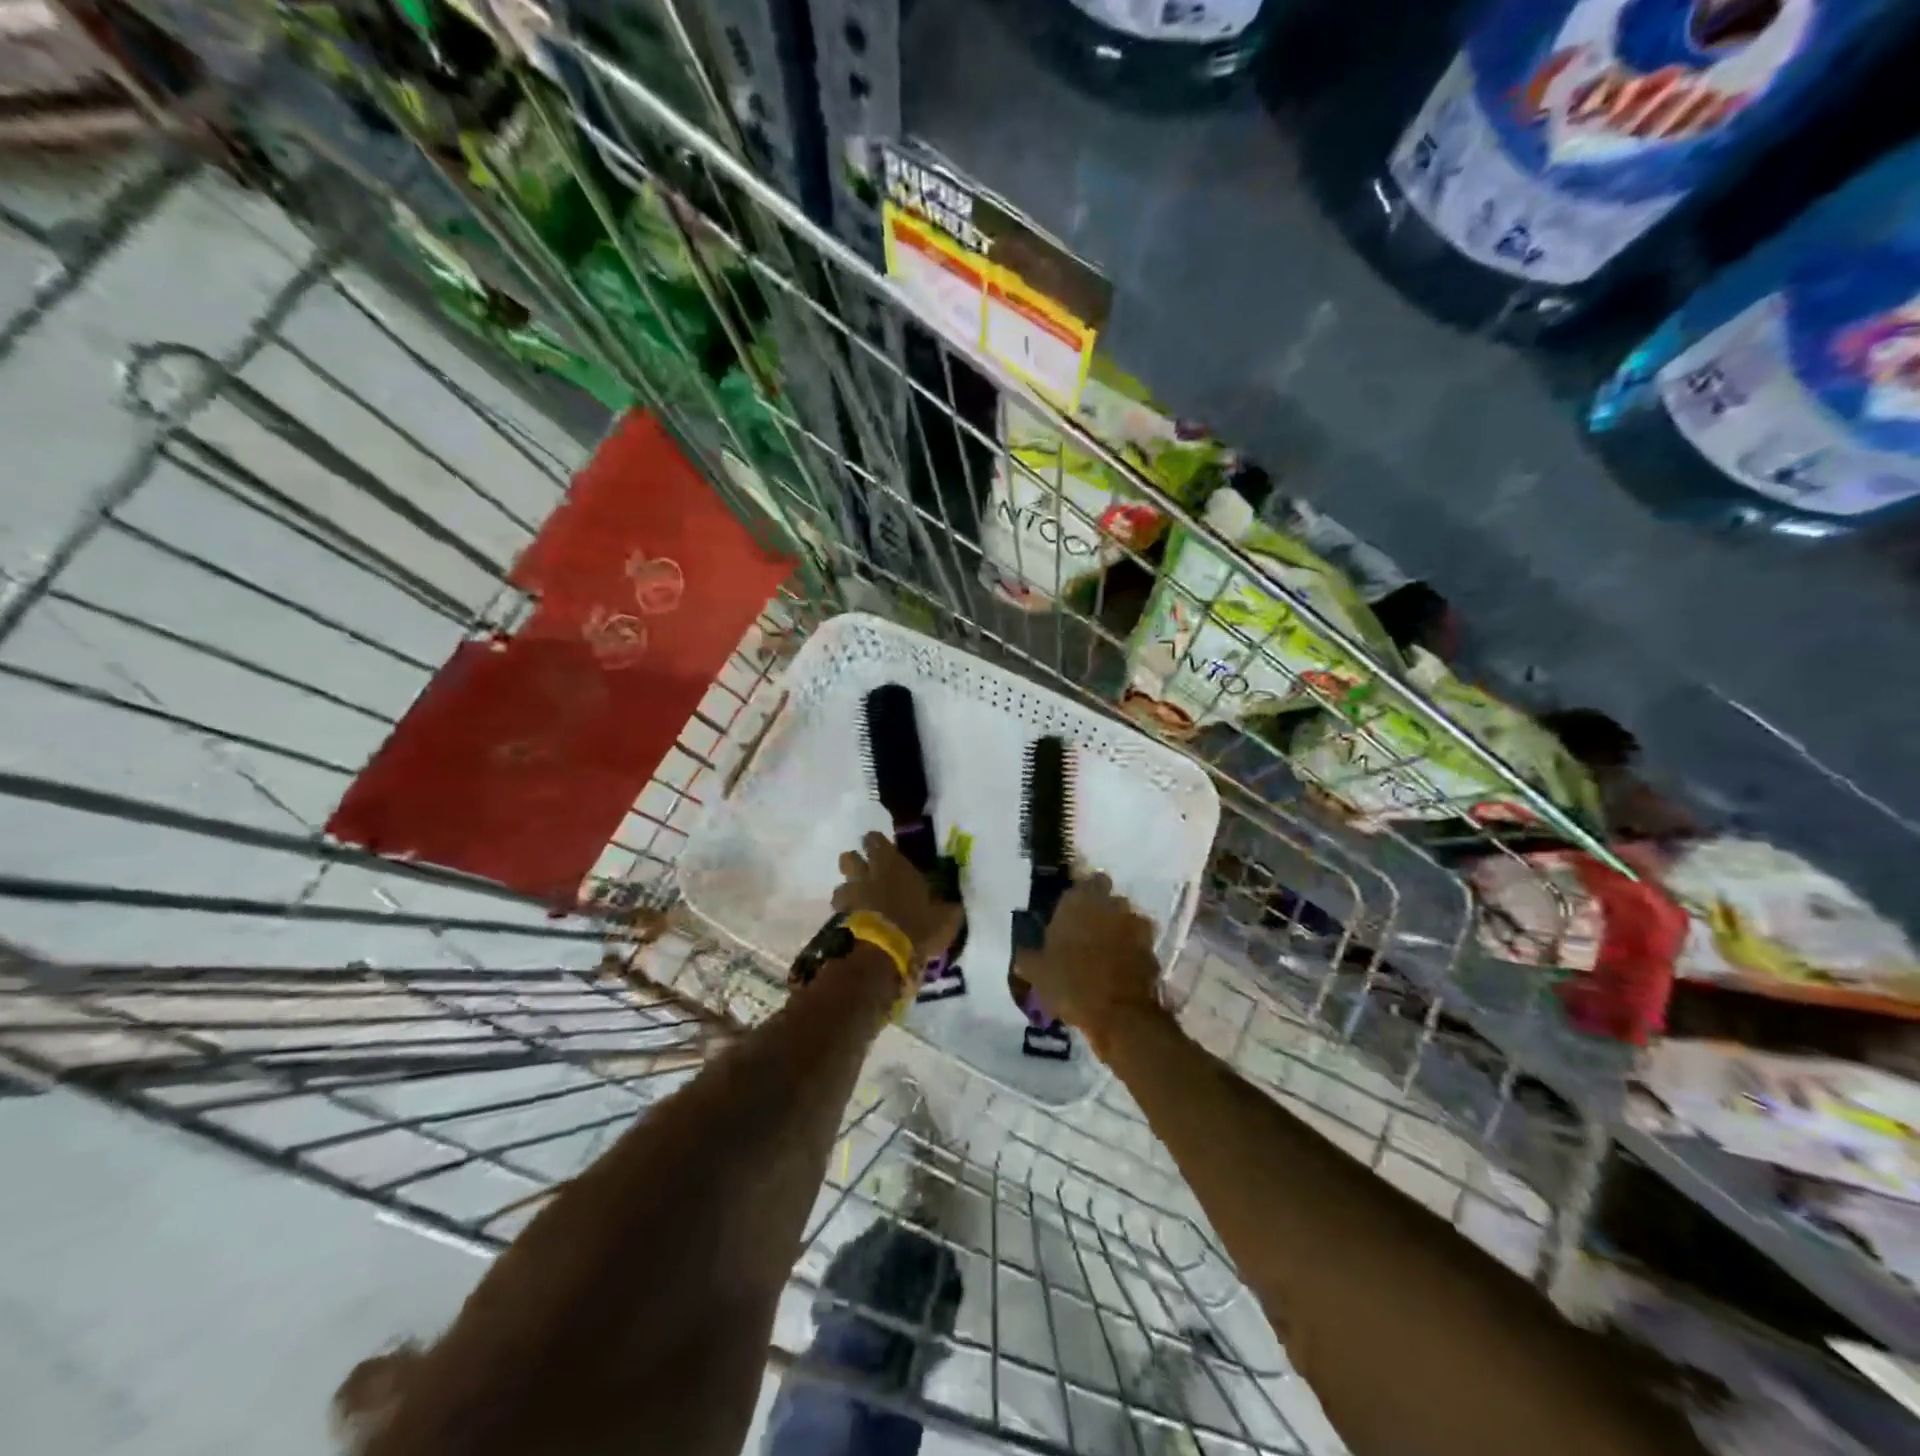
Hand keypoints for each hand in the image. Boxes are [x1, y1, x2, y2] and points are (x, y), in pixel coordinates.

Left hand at [832, 832, 962, 963]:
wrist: (882, 952)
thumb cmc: (917, 925)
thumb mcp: (944, 918)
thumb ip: (947, 909)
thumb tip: (954, 906)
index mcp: (892, 865)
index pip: (875, 840)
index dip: (876, 844)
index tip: (882, 851)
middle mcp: (867, 874)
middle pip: (849, 858)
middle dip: (855, 864)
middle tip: (866, 875)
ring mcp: (850, 896)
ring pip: (841, 886)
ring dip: (848, 893)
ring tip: (858, 905)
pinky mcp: (838, 919)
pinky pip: (838, 912)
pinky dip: (844, 917)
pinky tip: (855, 928)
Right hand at [1012, 873, 1162, 1050]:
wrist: (1119, 1014)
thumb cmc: (1070, 984)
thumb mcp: (1036, 973)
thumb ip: (1028, 958)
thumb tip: (1023, 954)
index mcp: (1080, 902)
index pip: (1090, 881)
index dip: (1085, 893)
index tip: (1076, 909)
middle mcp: (1111, 906)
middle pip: (1110, 899)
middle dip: (1102, 911)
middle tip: (1088, 931)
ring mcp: (1135, 927)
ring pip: (1128, 920)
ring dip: (1120, 930)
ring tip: (1106, 952)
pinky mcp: (1152, 951)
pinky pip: (1140, 945)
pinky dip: (1133, 952)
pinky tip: (1121, 968)